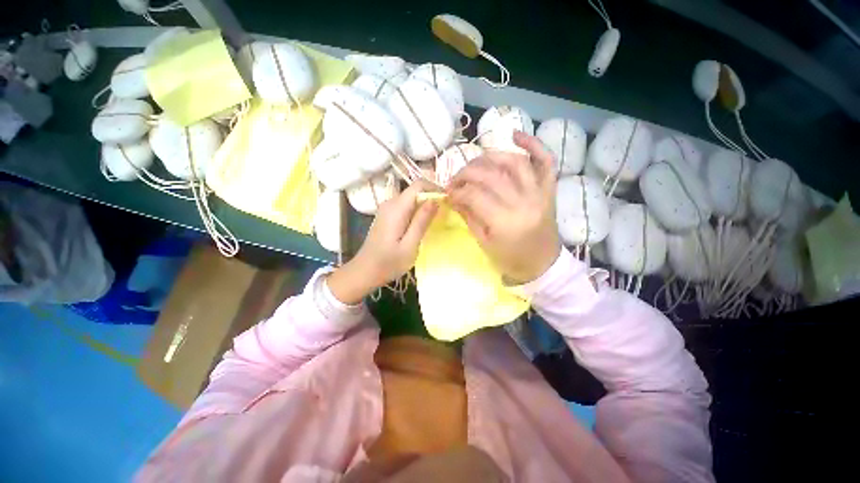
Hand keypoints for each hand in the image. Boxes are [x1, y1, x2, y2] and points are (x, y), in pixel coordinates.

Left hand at [327, 182, 438, 304]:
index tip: (448, 201)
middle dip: (432, 197)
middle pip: (415, 190)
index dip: (435, 188)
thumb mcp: (410, 245)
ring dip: (425, 205)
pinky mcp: (387, 216)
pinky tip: (422, 225)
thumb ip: (422, 221)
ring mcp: (387, 209)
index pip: (418, 185)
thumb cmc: (389, 263)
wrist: (365, 271)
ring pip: (411, 198)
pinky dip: (417, 211)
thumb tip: (435, 200)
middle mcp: (390, 203)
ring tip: (436, 220)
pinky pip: (405, 206)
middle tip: (445, 213)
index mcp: (396, 208)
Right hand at [448, 131, 560, 283]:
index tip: (447, 193)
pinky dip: (532, 143)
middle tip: (455, 179)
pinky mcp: (549, 189)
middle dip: (467, 172)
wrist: (542, 265)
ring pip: (514, 161)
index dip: (457, 191)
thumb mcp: (483, 242)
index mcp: (505, 222)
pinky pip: (545, 160)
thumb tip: (453, 196)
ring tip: (476, 163)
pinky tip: (514, 135)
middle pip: (491, 174)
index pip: (474, 195)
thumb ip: (468, 216)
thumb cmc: (510, 259)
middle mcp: (523, 202)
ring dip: (490, 156)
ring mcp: (539, 192)